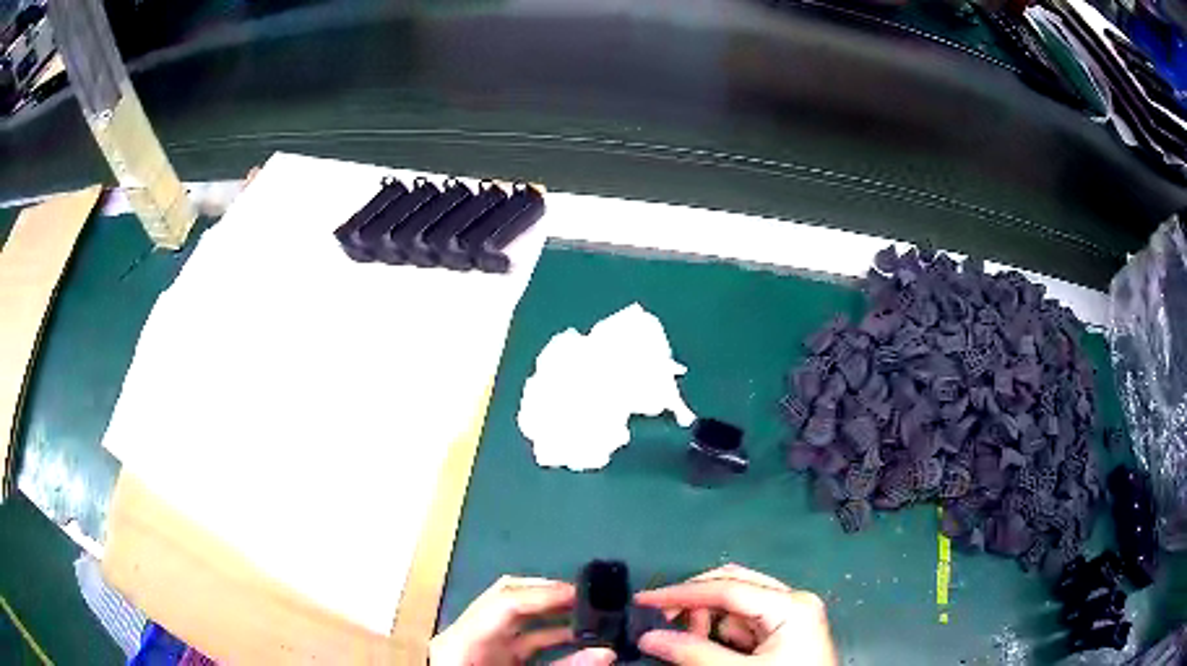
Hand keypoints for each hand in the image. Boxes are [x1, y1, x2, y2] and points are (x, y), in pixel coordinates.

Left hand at [429, 575, 615, 665]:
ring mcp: (478, 644)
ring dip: (553, 614)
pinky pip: (522, 638)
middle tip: (588, 596)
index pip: (505, 601)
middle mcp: (467, 633)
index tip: (583, 593)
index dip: (544, 593)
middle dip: (549, 595)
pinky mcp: (491, 656)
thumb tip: (606, 653)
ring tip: (590, 614)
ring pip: (517, 616)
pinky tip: (579, 639)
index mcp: (463, 640)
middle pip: (508, 598)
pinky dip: (550, 635)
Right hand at [634, 564, 836, 664]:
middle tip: (662, 624)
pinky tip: (708, 650)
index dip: (681, 593)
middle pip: (733, 588)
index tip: (644, 600)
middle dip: (696, 605)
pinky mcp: (784, 633)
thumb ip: (694, 655)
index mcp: (791, 606)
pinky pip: (743, 624)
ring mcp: (790, 617)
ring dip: (706, 623)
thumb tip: (649, 638)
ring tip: (689, 646)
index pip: (727, 588)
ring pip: (735, 607)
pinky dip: (720, 634)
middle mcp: (793, 602)